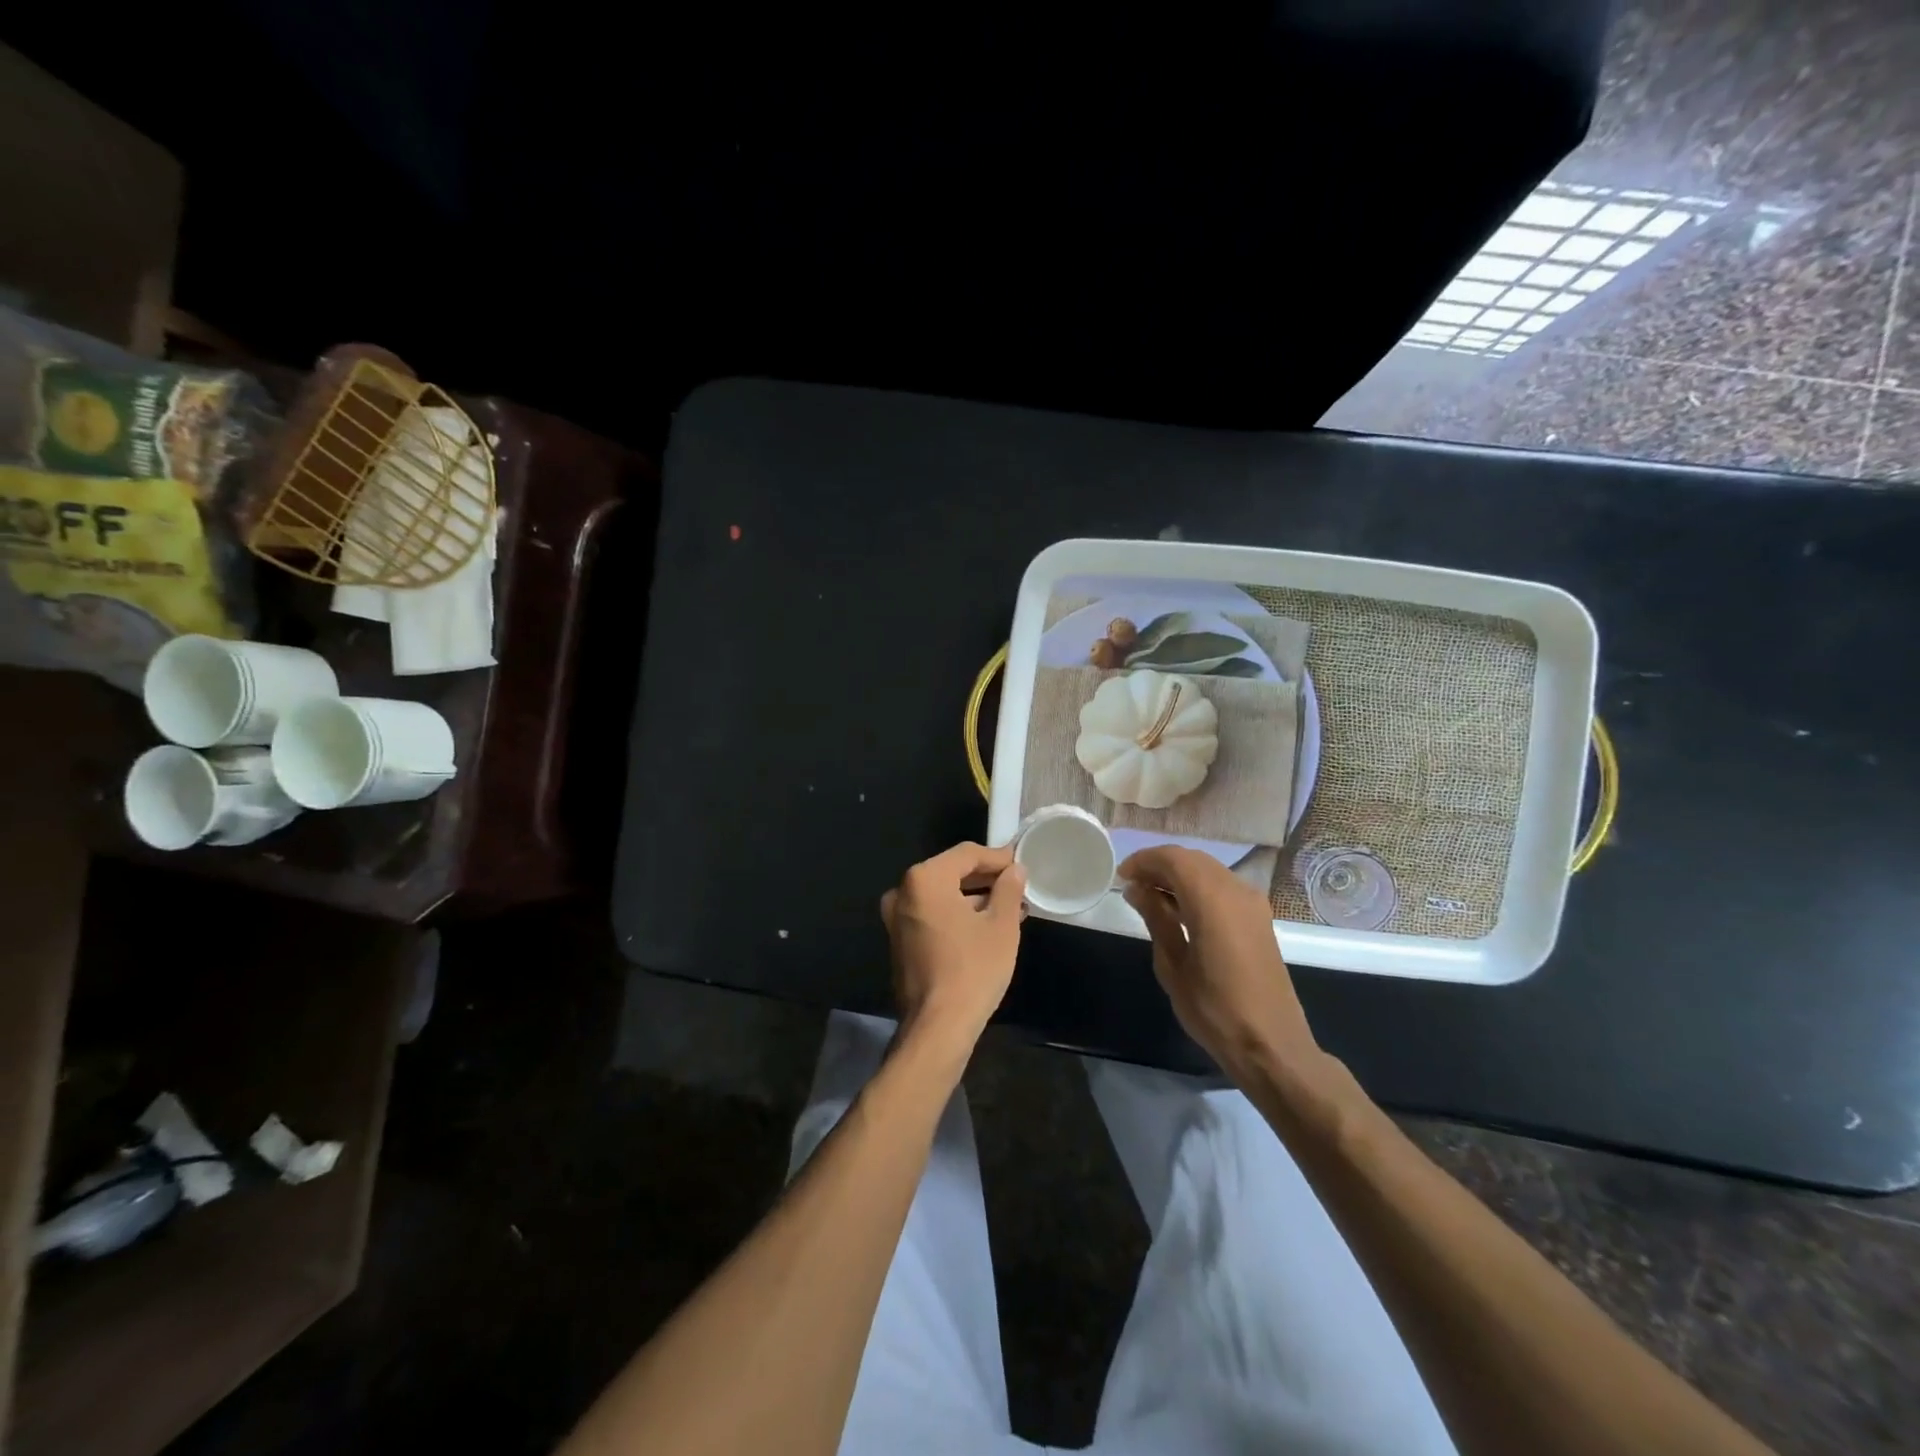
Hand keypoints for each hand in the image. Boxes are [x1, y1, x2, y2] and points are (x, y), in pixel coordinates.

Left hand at [880, 842, 1026, 1054]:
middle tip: (1017, 886)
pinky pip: (932, 914)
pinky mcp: (899, 940)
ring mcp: (896, 918)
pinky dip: (957, 915)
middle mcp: (903, 891)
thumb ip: (1008, 889)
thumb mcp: (1001, 926)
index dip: (997, 857)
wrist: (937, 1027)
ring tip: (1009, 908)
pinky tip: (985, 926)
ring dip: (973, 898)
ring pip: (942, 895)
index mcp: (924, 879)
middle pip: (951, 872)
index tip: (1022, 864)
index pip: (966, 854)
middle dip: (985, 878)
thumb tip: (1014, 870)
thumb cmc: (973, 969)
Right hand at [1120, 845, 1321, 1081]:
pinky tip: (1179, 909)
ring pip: (1209, 870)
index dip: (1144, 860)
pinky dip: (1198, 887)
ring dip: (1179, 875)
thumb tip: (1136, 889)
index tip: (1121, 876)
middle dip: (1160, 865)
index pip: (1173, 859)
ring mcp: (1253, 903)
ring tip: (1150, 896)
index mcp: (1212, 900)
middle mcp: (1236, 891)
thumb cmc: (1214, 1010)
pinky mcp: (1259, 918)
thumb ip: (1156, 918)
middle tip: (1132, 885)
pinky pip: (1223, 886)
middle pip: (1192, 859)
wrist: (1271, 1045)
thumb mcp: (1172, 965)